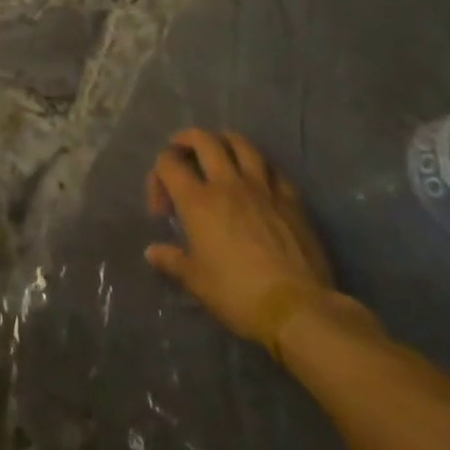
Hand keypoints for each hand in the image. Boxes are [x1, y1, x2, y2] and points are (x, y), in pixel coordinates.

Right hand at [144, 128, 337, 345]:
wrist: (298, 309)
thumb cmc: (238, 295)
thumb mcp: (197, 282)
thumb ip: (172, 261)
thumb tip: (152, 252)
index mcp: (197, 201)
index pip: (168, 162)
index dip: (158, 175)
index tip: (163, 206)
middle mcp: (226, 184)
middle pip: (203, 140)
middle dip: (186, 140)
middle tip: (181, 151)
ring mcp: (261, 188)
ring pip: (241, 144)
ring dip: (224, 141)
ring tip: (219, 151)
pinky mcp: (290, 199)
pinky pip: (273, 169)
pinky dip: (260, 167)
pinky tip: (259, 178)